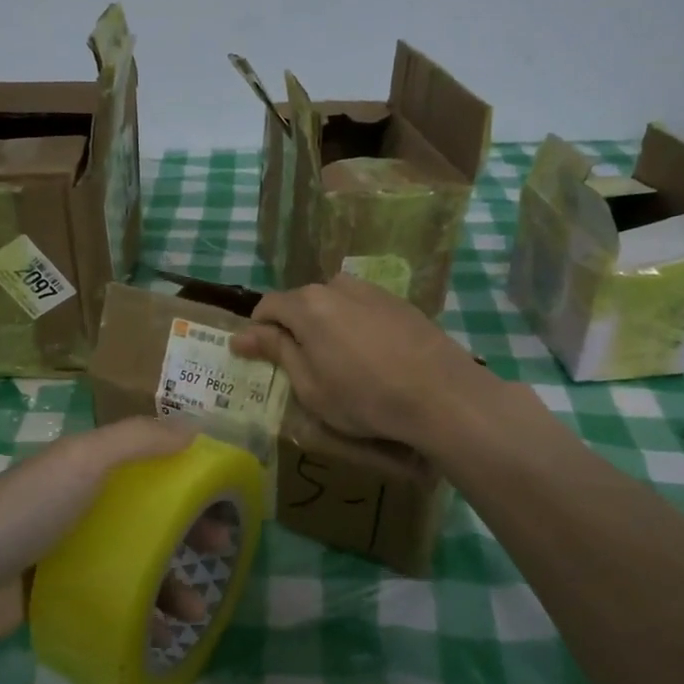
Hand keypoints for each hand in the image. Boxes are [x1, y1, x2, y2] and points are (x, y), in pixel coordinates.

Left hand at [0, 416, 216, 650]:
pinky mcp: (56, 594)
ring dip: (169, 581)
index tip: (223, 497)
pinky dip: (138, 613)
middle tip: (221, 552)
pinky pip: (110, 599)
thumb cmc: (21, 510)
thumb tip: (196, 428)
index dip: (188, 476)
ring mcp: (67, 551)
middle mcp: (80, 503)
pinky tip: (160, 633)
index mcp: (86, 467)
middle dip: (187, 531)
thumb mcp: (81, 461)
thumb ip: (137, 440)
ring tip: (197, 611)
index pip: (151, 463)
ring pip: (133, 560)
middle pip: (148, 513)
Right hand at [232, 273, 495, 446]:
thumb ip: (276, 352)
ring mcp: (372, 290)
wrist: (442, 395)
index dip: (258, 332)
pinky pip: (362, 309)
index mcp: (308, 304)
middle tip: (301, 366)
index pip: (267, 306)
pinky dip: (355, 327)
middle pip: (301, 302)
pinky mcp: (400, 302)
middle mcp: (337, 286)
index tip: (260, 358)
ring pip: (334, 304)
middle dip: (294, 329)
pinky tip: (371, 357)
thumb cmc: (365, 398)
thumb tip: (240, 335)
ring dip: (326, 326)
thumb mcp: (310, 385)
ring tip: (339, 362)